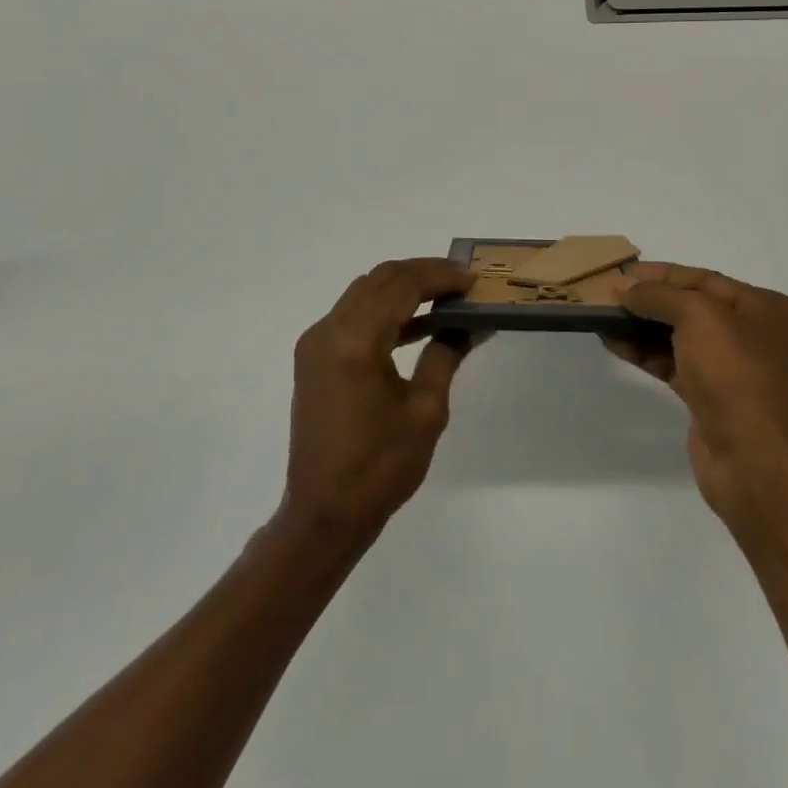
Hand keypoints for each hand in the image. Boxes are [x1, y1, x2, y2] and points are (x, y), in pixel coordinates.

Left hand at [281, 258, 477, 541]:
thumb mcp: (425, 410)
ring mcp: (317, 343)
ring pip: (364, 293)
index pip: (401, 286)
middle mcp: (328, 331)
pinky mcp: (315, 358)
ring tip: (446, 296)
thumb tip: (467, 324)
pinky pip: (353, 316)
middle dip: (422, 273)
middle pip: (379, 280)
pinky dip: (385, 310)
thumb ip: (445, 355)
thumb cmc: (379, 467)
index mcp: (355, 341)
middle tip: (461, 281)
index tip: (472, 278)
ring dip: (403, 288)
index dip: (439, 276)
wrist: (323, 514)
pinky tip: (418, 323)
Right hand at [602, 263, 787, 527]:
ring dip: (643, 327)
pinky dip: (647, 353)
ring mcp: (735, 370)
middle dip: (651, 301)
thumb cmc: (736, 376)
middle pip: (693, 307)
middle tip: (609, 295)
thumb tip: (625, 288)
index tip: (623, 273)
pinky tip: (616, 344)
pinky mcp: (714, 399)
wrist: (756, 465)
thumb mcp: (699, 317)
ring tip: (604, 318)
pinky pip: (675, 364)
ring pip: (681, 337)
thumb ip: (659, 296)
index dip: (662, 274)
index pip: (706, 280)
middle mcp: (757, 336)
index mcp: (768, 309)